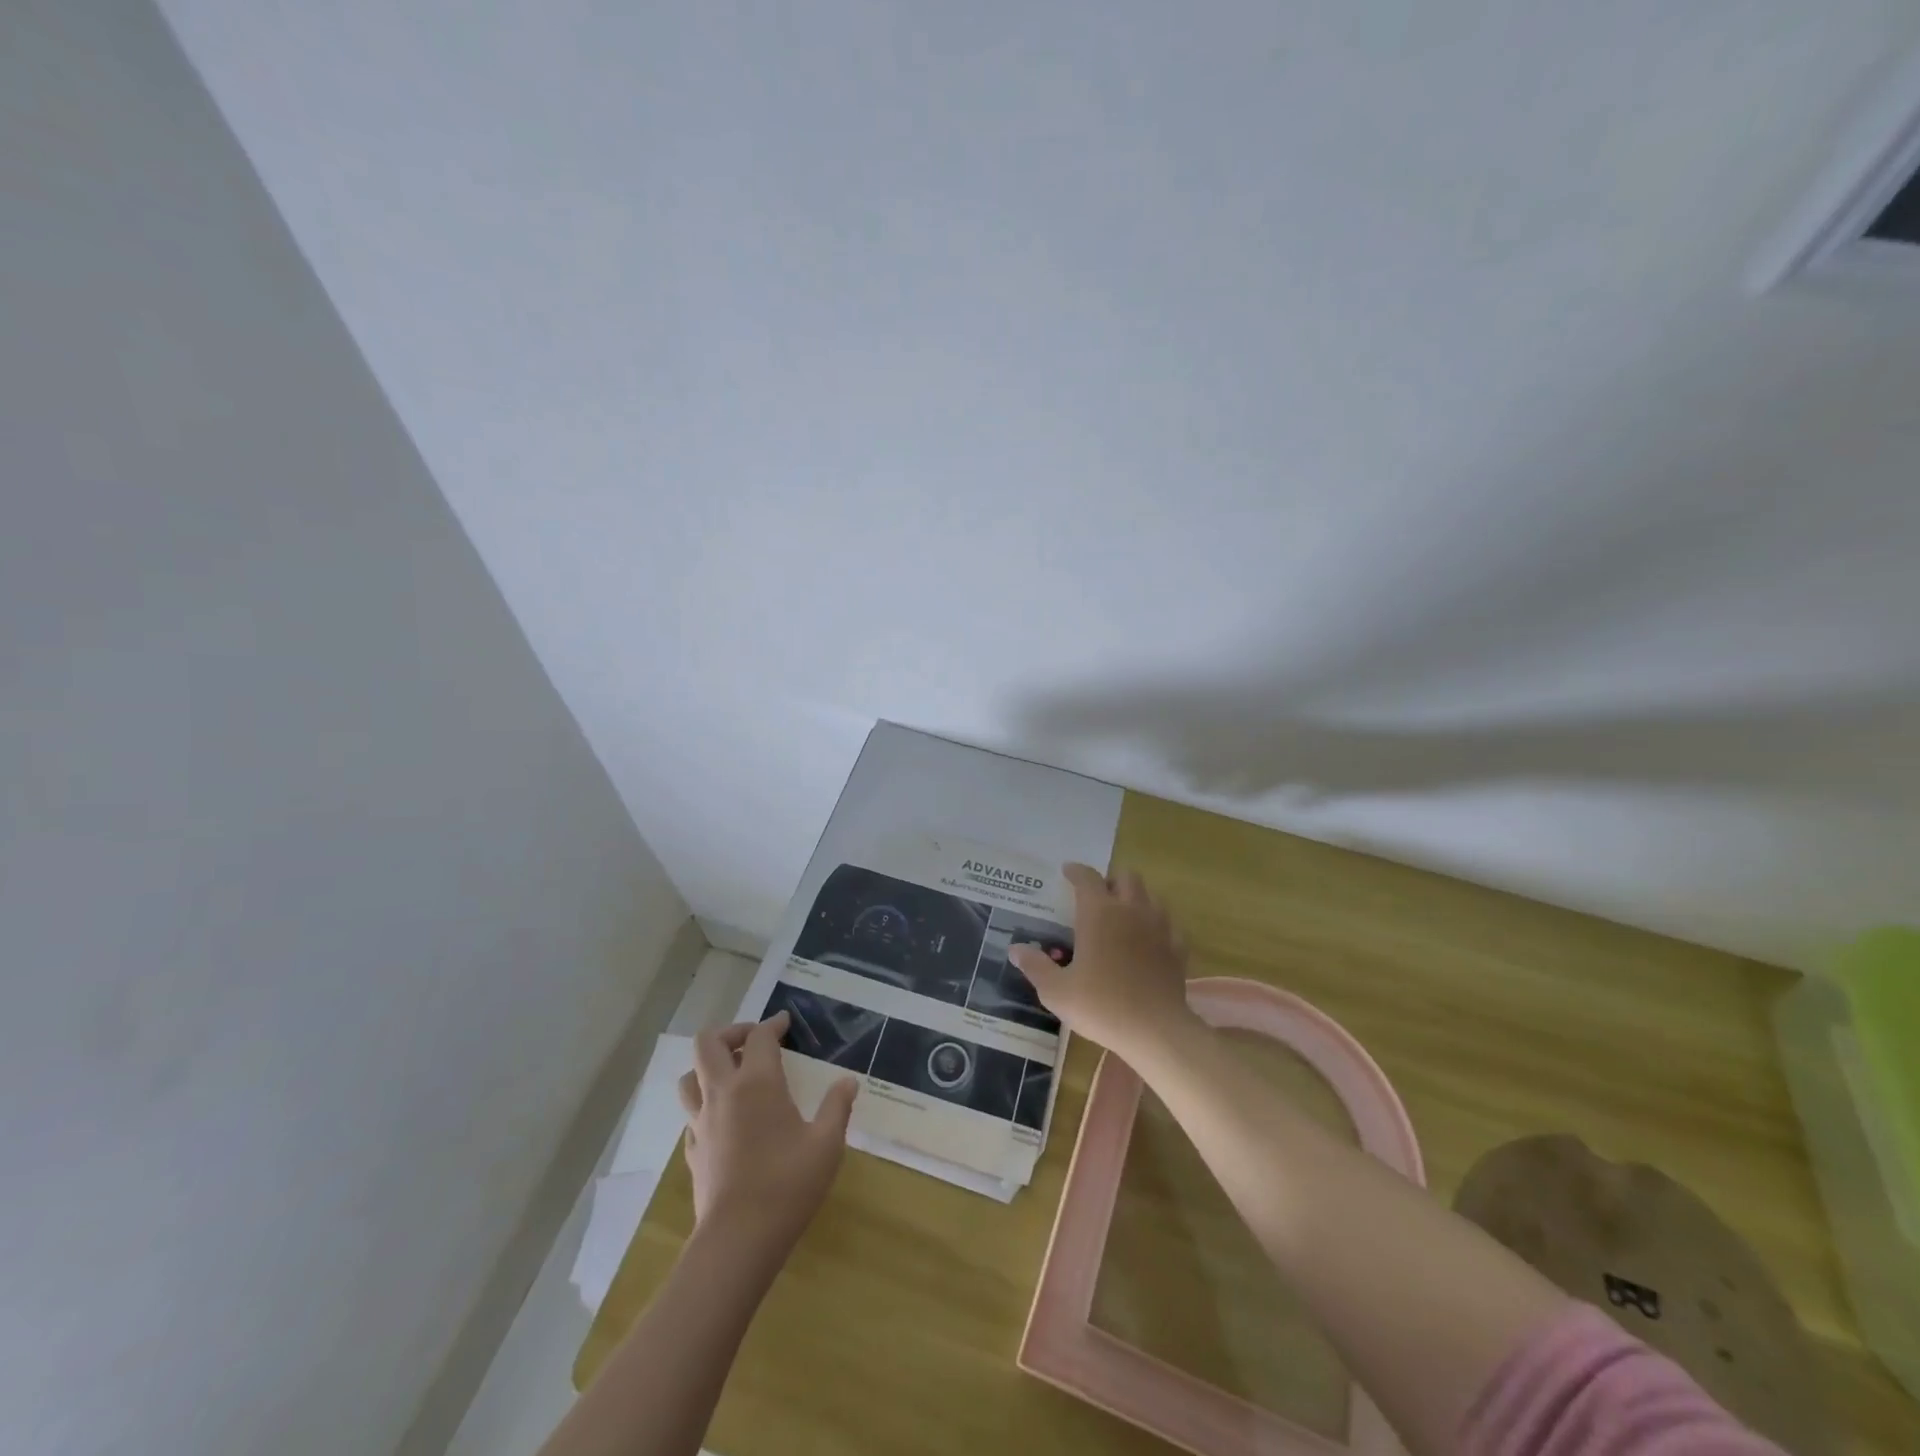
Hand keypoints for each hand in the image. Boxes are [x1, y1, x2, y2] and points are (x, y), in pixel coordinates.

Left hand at [676, 1012, 858, 1252]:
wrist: (737, 1240)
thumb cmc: (788, 1185)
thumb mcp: (827, 1144)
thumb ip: (837, 1107)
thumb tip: (848, 1081)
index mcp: (757, 1083)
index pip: (759, 1036)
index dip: (773, 1024)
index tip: (786, 1024)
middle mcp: (723, 1093)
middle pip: (709, 1043)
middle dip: (731, 1032)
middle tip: (754, 1041)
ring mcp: (702, 1122)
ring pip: (690, 1076)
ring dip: (709, 1066)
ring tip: (734, 1074)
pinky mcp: (692, 1150)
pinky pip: (691, 1112)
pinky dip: (705, 1103)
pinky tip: (725, 1118)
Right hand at [1008, 863, 1200, 1065]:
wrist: (1156, 1031)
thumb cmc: (1101, 1006)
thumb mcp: (1057, 991)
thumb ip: (1035, 966)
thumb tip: (1016, 949)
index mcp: (1099, 913)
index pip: (1087, 878)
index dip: (1076, 871)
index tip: (1067, 871)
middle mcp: (1131, 911)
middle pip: (1126, 877)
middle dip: (1111, 881)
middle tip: (1097, 897)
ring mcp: (1159, 928)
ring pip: (1151, 896)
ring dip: (1136, 899)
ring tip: (1122, 916)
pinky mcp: (1177, 949)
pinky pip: (1168, 925)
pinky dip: (1157, 926)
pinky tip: (1149, 941)